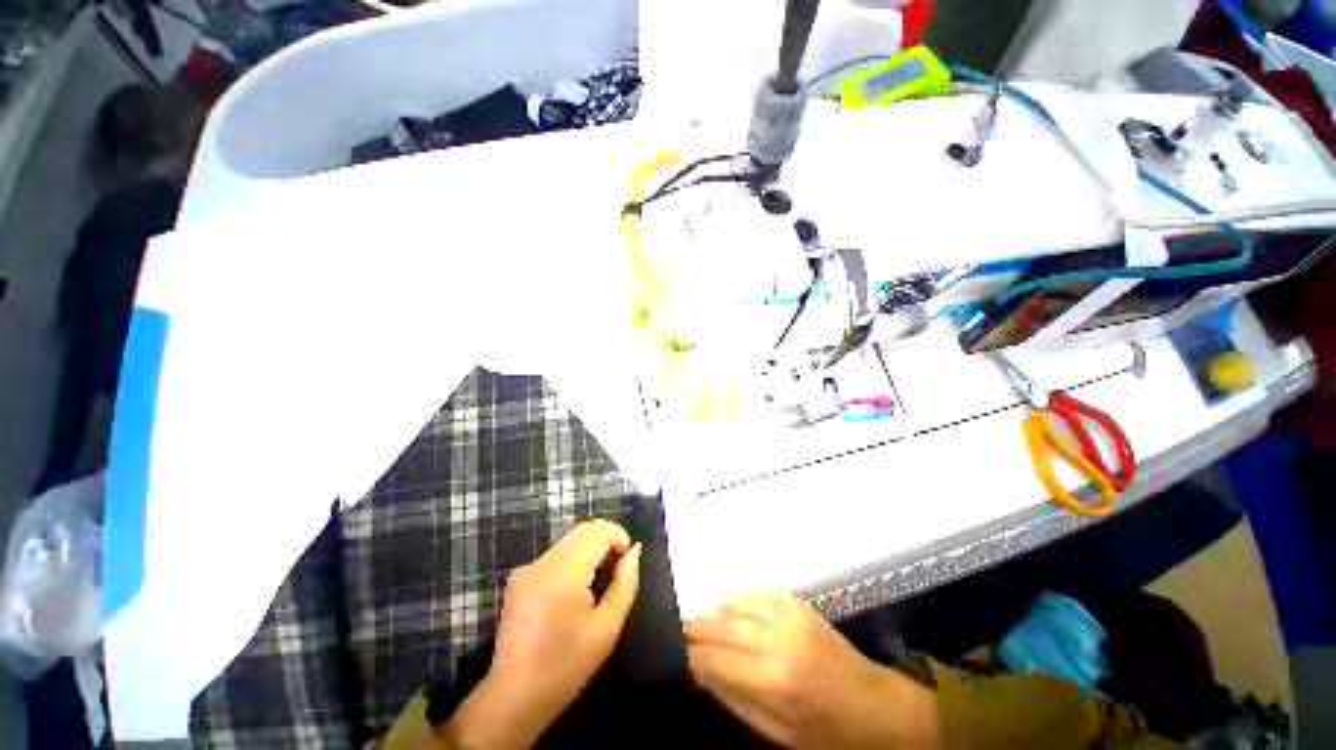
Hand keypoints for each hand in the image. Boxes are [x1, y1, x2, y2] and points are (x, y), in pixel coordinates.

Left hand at [441, 520, 641, 748]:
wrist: (515, 698)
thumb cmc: (567, 666)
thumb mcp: (607, 627)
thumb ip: (625, 583)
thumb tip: (634, 551)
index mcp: (564, 572)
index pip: (597, 531)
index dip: (618, 536)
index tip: (628, 558)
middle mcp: (542, 562)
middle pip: (582, 531)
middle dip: (605, 540)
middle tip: (618, 567)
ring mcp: (526, 569)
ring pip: (569, 541)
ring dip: (589, 550)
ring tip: (599, 581)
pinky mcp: (518, 579)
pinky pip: (554, 556)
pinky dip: (572, 560)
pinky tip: (575, 591)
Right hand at [687, 592, 937, 748]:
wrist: (878, 706)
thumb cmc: (828, 733)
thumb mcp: (780, 735)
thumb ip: (736, 700)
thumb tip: (701, 673)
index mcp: (774, 680)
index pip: (715, 659)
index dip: (691, 656)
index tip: (676, 655)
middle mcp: (778, 638)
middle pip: (721, 626)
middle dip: (696, 630)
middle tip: (679, 633)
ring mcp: (789, 614)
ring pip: (734, 605)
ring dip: (713, 613)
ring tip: (698, 622)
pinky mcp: (797, 602)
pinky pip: (755, 594)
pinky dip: (736, 600)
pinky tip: (726, 608)